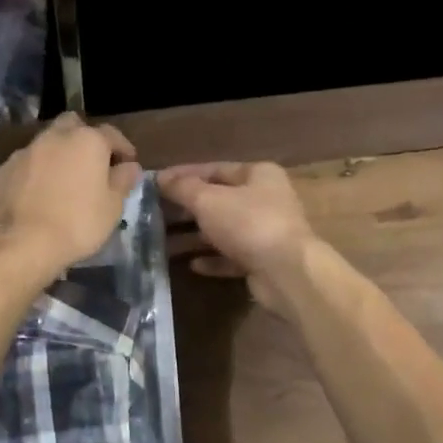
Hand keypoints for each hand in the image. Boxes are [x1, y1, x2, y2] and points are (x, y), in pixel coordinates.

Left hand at [0, 113, 141, 280]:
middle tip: (90, 164)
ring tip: (61, 184)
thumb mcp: (112, 208)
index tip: (127, 163)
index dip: (122, 147)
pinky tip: (34, 199)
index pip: (111, 134)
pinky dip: (32, 176)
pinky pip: (23, 168)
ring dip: (55, 158)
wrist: (16, 244)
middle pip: (72, 126)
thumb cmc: (76, 224)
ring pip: (44, 145)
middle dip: (83, 139)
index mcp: (86, 141)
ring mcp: (22, 153)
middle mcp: (53, 138)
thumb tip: (129, 166)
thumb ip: (122, 181)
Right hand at [157, 162, 318, 310]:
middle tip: (155, 214)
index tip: (156, 183)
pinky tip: (192, 264)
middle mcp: (265, 199)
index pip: (214, 169)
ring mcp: (266, 232)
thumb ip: (183, 188)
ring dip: (195, 236)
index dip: (183, 175)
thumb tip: (159, 177)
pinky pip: (232, 257)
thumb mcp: (208, 200)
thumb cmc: (248, 224)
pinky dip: (213, 259)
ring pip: (223, 230)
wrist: (287, 273)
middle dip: (186, 208)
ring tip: (164, 242)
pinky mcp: (263, 261)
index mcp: (258, 175)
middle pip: (219, 200)